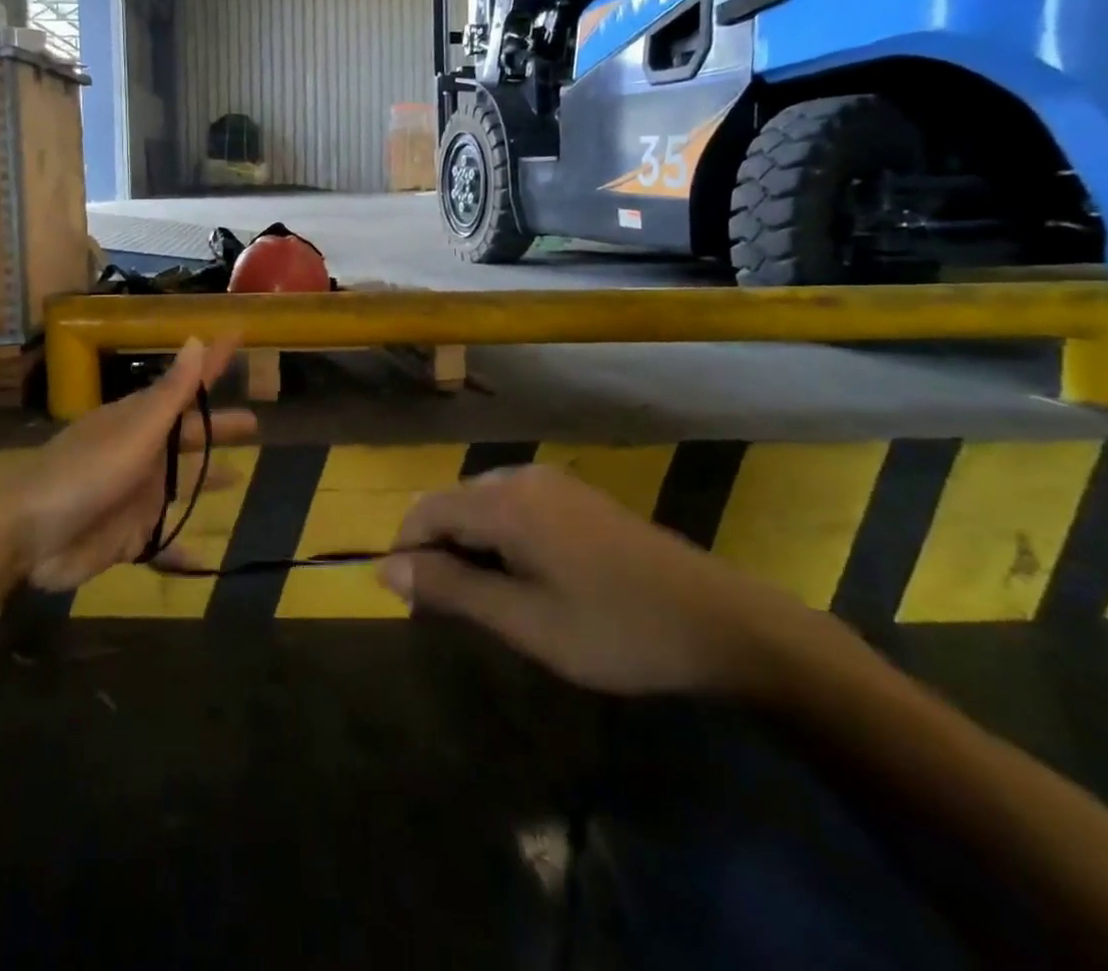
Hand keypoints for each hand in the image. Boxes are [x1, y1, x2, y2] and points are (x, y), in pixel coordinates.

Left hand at [8, 337, 255, 590]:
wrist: (27, 536)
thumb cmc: (85, 474)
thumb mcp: (135, 432)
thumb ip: (170, 395)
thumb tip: (196, 339)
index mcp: (141, 421)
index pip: (186, 384)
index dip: (212, 362)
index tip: (238, 336)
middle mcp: (141, 452)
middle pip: (189, 436)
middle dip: (218, 428)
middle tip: (254, 425)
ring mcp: (134, 494)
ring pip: (178, 483)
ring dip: (205, 478)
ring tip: (238, 478)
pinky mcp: (128, 535)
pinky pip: (164, 540)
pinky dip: (183, 549)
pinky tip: (205, 557)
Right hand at [379, 466, 816, 695]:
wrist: (721, 622)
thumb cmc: (615, 629)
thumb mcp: (524, 621)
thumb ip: (451, 589)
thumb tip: (385, 568)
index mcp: (504, 501)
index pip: (425, 510)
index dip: (406, 553)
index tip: (409, 604)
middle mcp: (522, 478)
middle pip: (453, 504)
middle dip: (439, 552)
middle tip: (449, 613)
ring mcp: (554, 484)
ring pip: (483, 506)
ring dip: (470, 548)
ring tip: (487, 602)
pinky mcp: (577, 497)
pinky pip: (516, 508)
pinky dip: (501, 540)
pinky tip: (526, 580)